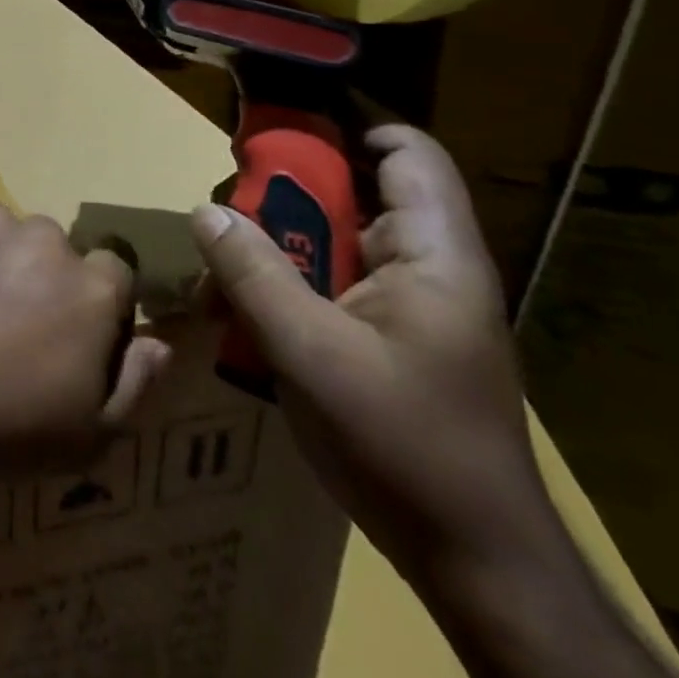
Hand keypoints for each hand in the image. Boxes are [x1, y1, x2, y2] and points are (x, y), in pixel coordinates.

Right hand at [188, 125, 554, 583]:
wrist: (473, 562)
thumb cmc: (405, 446)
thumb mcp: (312, 353)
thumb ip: (254, 273)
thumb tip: (205, 208)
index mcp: (433, 255)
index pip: (407, 153)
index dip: (350, 121)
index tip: (277, 115)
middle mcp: (424, 267)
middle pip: (357, 189)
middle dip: (287, 184)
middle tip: (224, 189)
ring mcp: (404, 304)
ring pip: (334, 236)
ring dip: (276, 236)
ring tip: (218, 245)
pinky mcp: (382, 335)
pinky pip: (326, 280)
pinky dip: (282, 277)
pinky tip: (238, 297)